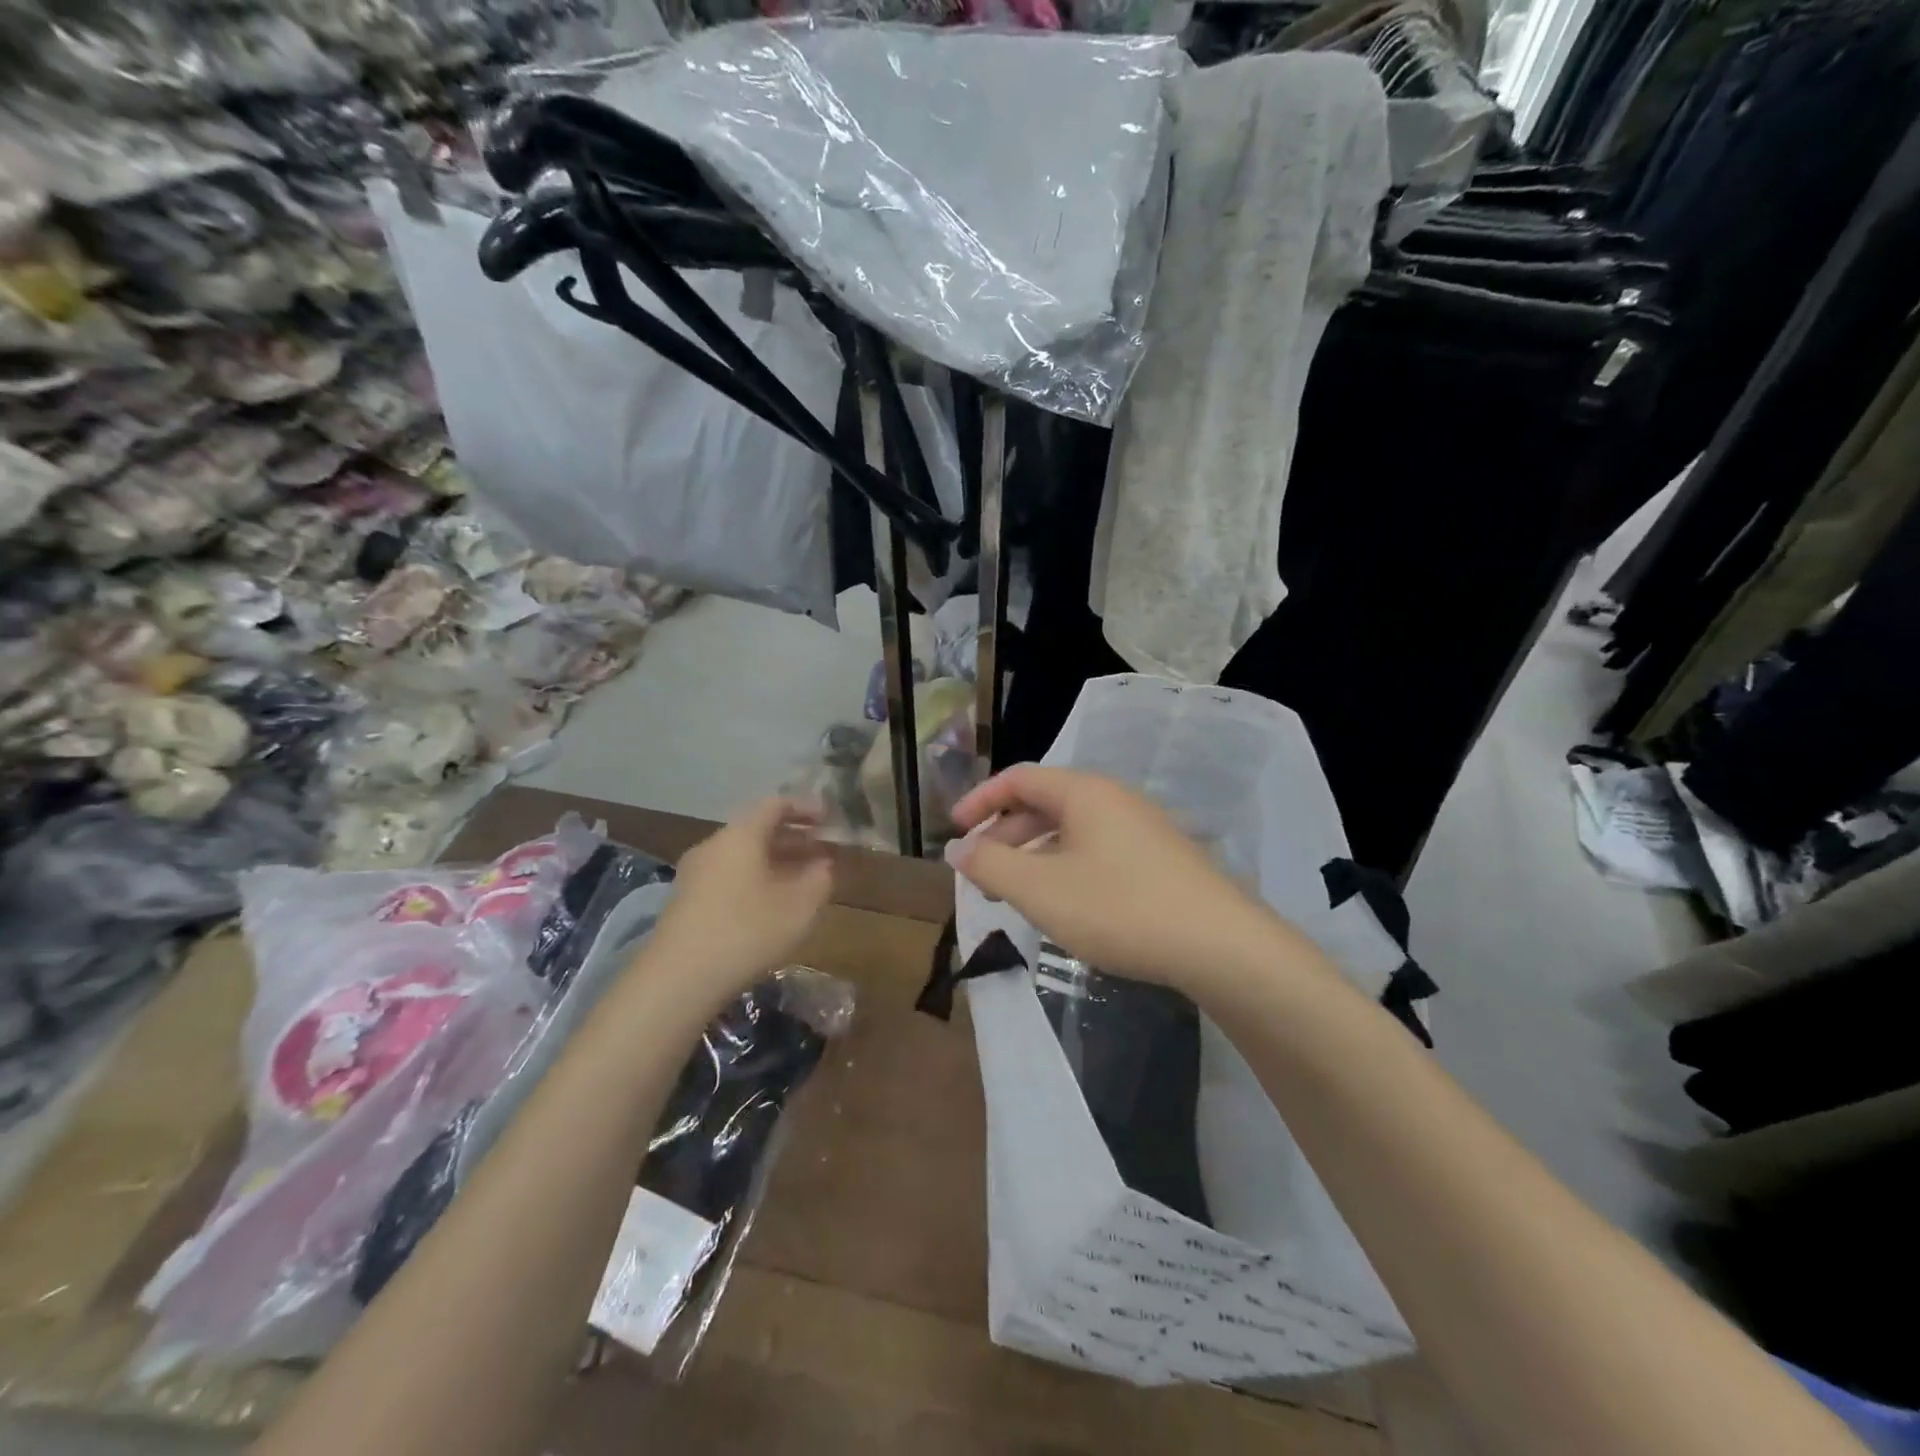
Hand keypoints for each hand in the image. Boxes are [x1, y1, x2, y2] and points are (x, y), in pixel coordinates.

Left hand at [646, 797, 834, 1000]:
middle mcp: (714, 845)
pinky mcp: (686, 901)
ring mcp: (695, 873)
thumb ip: (820, 878)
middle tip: (823, 850)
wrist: (678, 980)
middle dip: (794, 837)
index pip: (776, 804)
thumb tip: (823, 864)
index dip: (806, 808)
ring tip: (803, 879)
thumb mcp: (800, 906)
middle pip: (758, 828)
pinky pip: (729, 875)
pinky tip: (772, 904)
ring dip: (776, 861)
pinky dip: (756, 878)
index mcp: (741, 835)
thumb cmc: (747, 932)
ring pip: (743, 855)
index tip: (830, 820)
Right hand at [947, 766, 1286, 993]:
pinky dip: (1064, 868)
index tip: (954, 831)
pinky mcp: (1159, 859)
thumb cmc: (1119, 908)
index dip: (981, 800)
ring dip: (1033, 856)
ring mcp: (1141, 829)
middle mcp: (1113, 799)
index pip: (1019, 779)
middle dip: (1004, 836)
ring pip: (1070, 832)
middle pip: (1044, 804)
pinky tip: (1062, 904)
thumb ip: (991, 865)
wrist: (1220, 945)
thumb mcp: (1041, 889)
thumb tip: (958, 848)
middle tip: (980, 875)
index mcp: (1084, 793)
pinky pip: (1095, 851)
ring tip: (1014, 895)